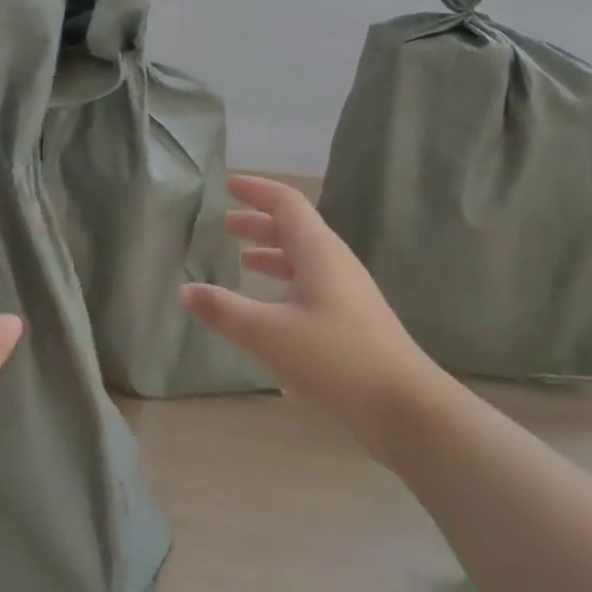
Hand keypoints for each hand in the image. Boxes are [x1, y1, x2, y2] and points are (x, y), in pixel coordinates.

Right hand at [180, 176, 441, 459]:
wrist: (406, 407)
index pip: (286, 203)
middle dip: (256, 222)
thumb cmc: (336, 359)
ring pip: (302, 257)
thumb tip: (185, 291)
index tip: (227, 184)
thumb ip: (224, 311)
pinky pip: (310, 283)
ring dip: (270, 252)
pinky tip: (269, 304)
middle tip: (222, 224)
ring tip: (238, 257)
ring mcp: (347, 291)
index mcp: (318, 251)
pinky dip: (283, 280)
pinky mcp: (352, 319)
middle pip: (293, 228)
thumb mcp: (270, 334)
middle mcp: (334, 262)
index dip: (256, 190)